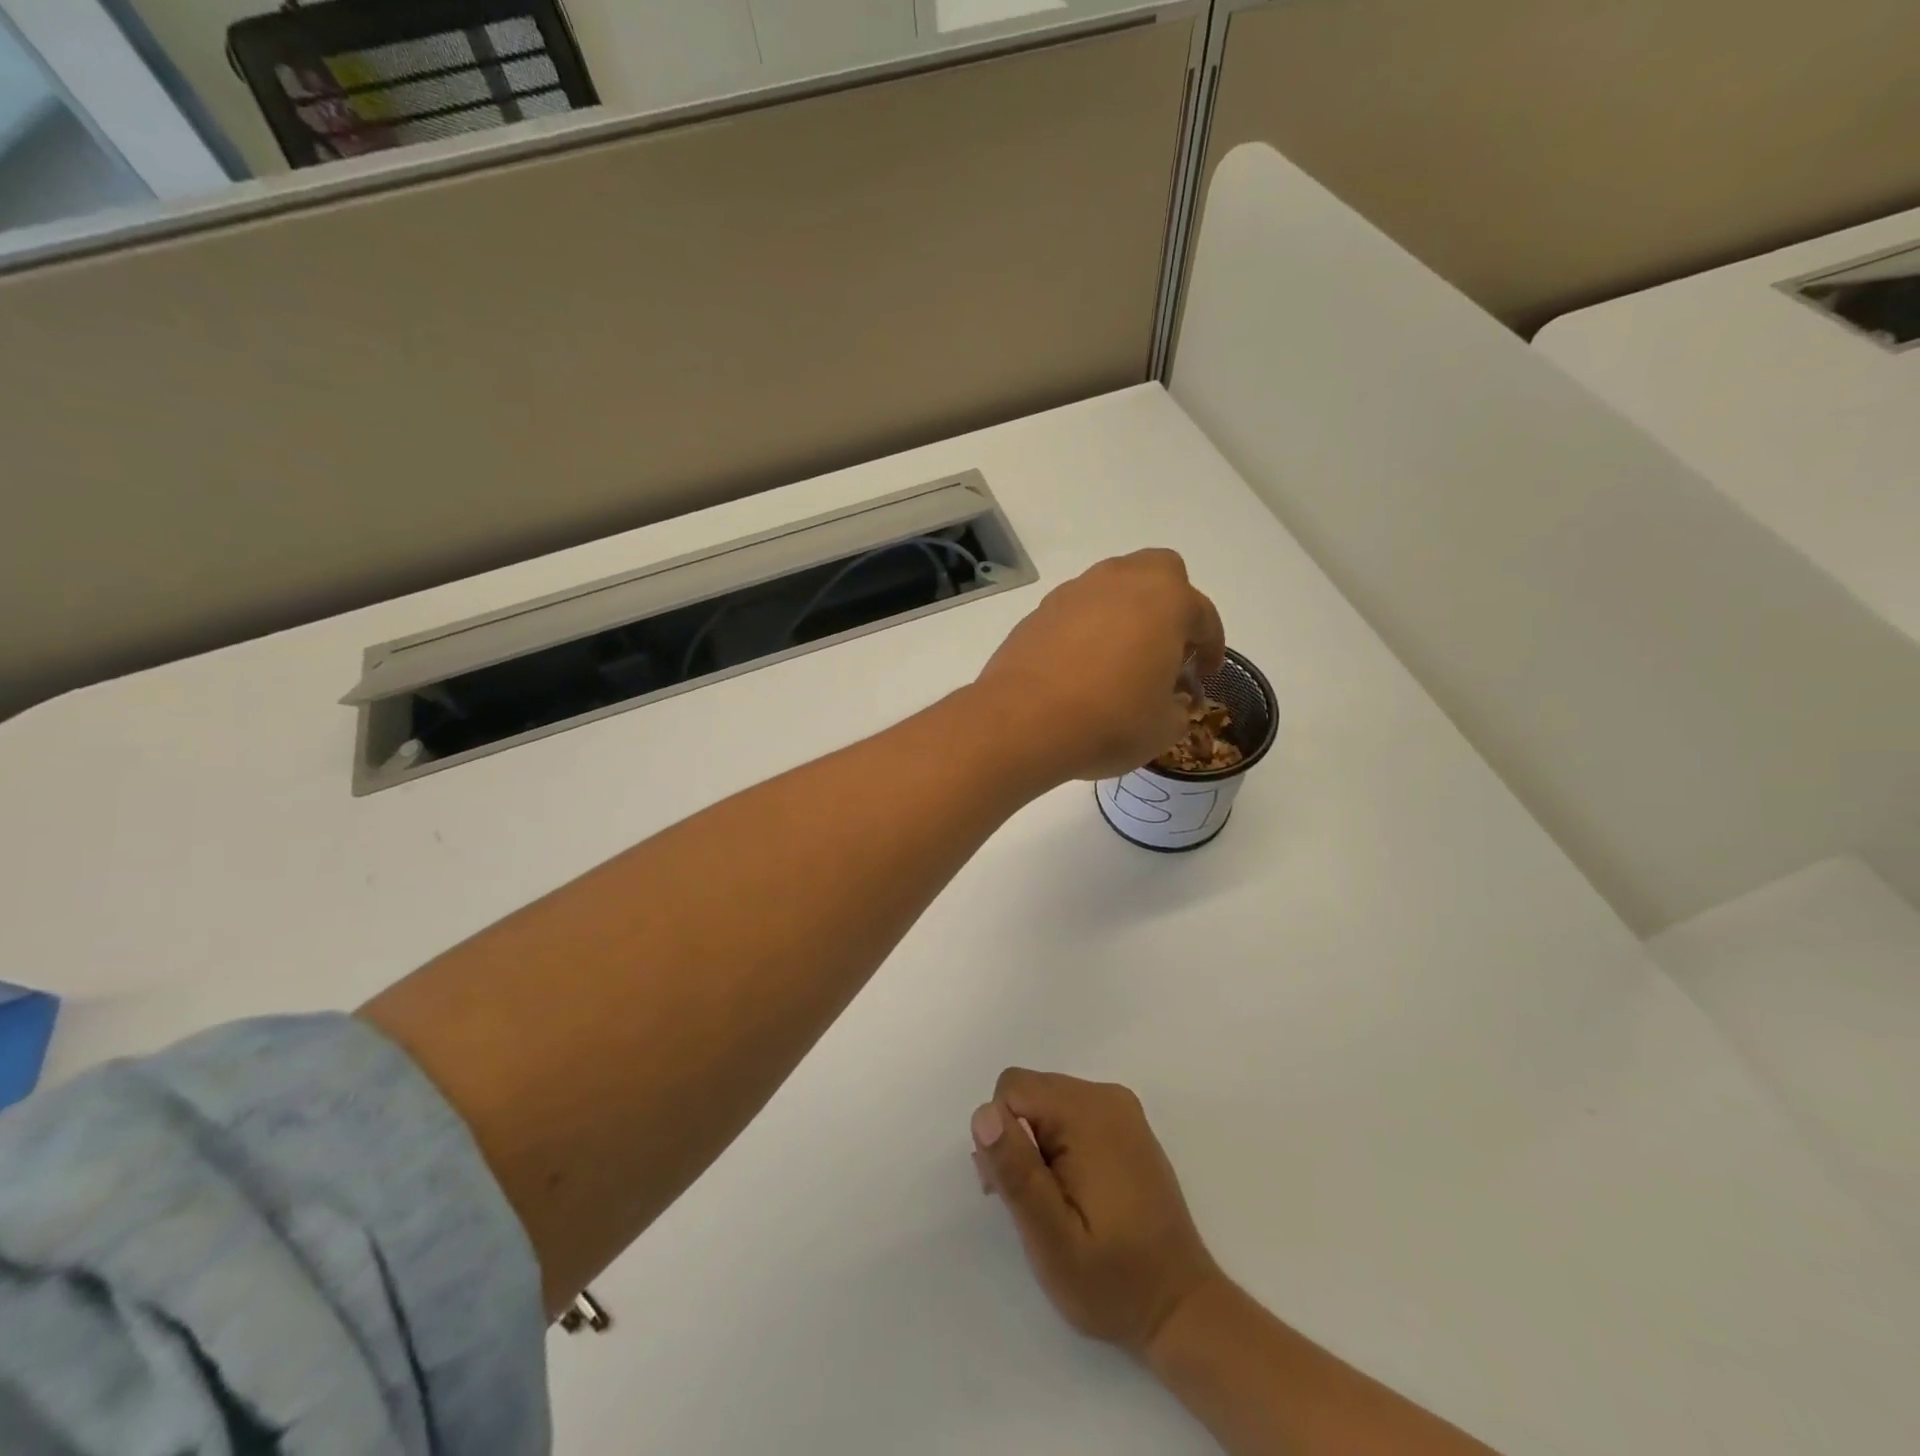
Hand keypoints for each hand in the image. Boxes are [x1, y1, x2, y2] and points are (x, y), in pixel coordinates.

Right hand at [971, 1068, 1221, 1357]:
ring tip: (1053, 1204)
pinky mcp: (1127, 1126)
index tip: (1014, 1190)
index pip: (1013, 1089)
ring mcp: (1121, 1109)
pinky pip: (1071, 1114)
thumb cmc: (1112, 1281)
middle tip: (1032, 1206)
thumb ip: (1017, 1172)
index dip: (1002, 1137)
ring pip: (1047, 1102)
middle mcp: (1106, 1096)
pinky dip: (1058, 1145)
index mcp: (1089, 1114)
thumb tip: (984, 1113)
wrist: (1180, 1308)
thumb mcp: (1052, 1239)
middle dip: (1017, 1141)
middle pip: (1030, 1092)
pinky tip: (1074, 1192)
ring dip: (1036, 1145)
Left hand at [972, 550, 1225, 782]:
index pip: (1202, 614)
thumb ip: (1177, 708)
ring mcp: (1072, 593)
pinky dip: (1086, 632)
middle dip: (1170, 604)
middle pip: (1157, 573)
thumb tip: (1169, 702)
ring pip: (1111, 589)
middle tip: (1167, 648)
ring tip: (1121, 661)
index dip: (1211, 646)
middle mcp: (1118, 582)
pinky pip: (1075, 613)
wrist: (1022, 722)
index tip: (1206, 673)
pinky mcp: (1037, 614)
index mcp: (1164, 599)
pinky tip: (1081, 669)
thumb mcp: (1163, 728)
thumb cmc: (1109, 720)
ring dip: (1124, 615)